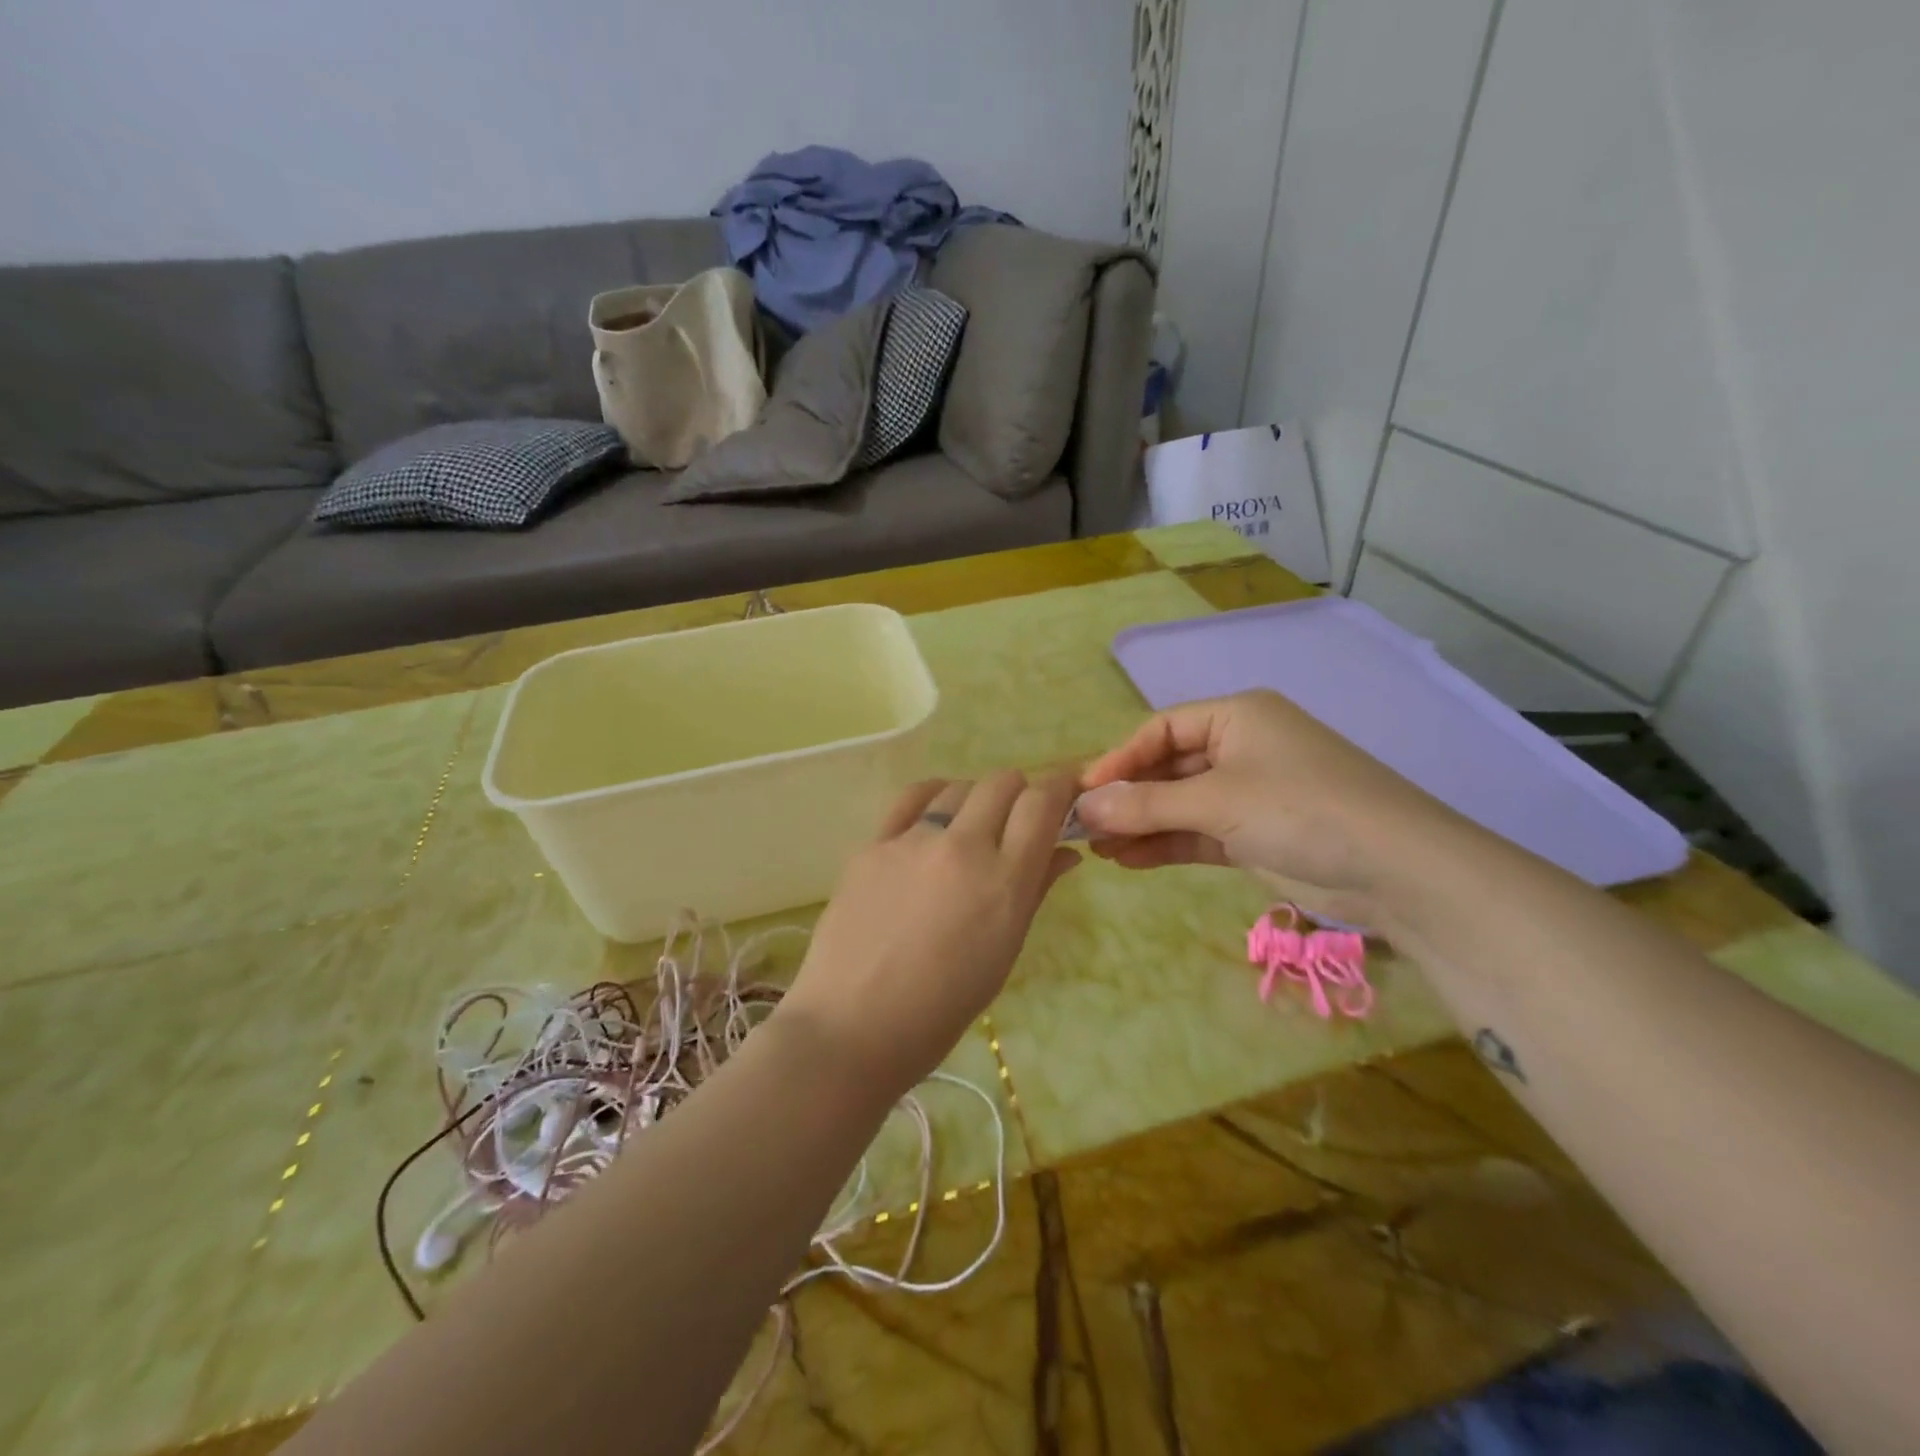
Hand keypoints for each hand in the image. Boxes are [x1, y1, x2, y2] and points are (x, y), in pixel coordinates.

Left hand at [777, 772, 1081, 1096]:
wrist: (853, 1026)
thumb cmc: (942, 1008)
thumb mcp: (1004, 953)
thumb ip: (1035, 891)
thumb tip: (1064, 852)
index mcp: (1004, 882)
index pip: (1042, 804)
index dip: (1060, 788)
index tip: (1065, 794)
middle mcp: (962, 848)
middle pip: (1002, 783)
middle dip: (1020, 793)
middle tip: (1016, 822)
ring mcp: (912, 841)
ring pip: (958, 786)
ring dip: (976, 798)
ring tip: (970, 829)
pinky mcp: (873, 844)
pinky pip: (912, 798)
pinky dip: (934, 797)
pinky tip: (934, 816)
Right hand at [1076, 691, 1465, 924]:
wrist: (1396, 869)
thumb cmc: (1300, 808)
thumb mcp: (1216, 801)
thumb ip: (1146, 803)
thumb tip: (1084, 806)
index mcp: (1237, 716)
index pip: (1161, 729)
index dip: (1119, 759)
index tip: (1082, 792)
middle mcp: (1242, 747)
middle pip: (1168, 768)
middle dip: (1128, 798)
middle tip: (1084, 827)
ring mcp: (1251, 792)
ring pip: (1182, 804)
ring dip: (1142, 824)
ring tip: (1098, 850)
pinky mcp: (1258, 832)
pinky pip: (1200, 832)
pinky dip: (1167, 844)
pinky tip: (1129, 860)